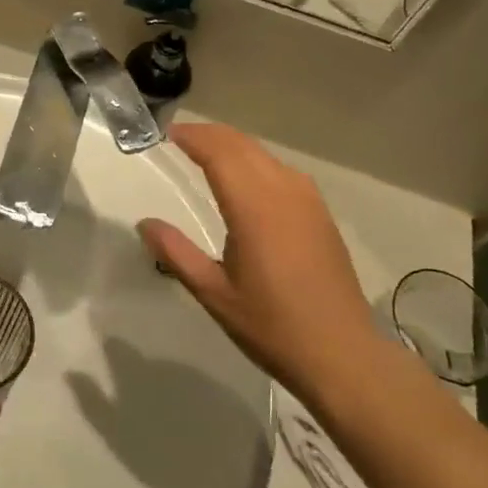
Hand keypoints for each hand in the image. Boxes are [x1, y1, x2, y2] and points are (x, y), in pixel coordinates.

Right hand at [140, 123, 384, 406]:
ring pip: (265, 154)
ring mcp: (308, 200)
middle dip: (210, 134)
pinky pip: (282, 170)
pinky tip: (247, 179)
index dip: (192, 137)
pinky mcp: (321, 213)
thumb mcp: (214, 294)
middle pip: (242, 145)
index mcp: (254, 207)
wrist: (342, 354)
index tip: (166, 134)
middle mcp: (283, 191)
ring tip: (207, 153)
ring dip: (233, 145)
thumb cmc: (272, 326)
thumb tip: (145, 223)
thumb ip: (176, 253)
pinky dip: (256, 161)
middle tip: (180, 139)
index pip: (219, 152)